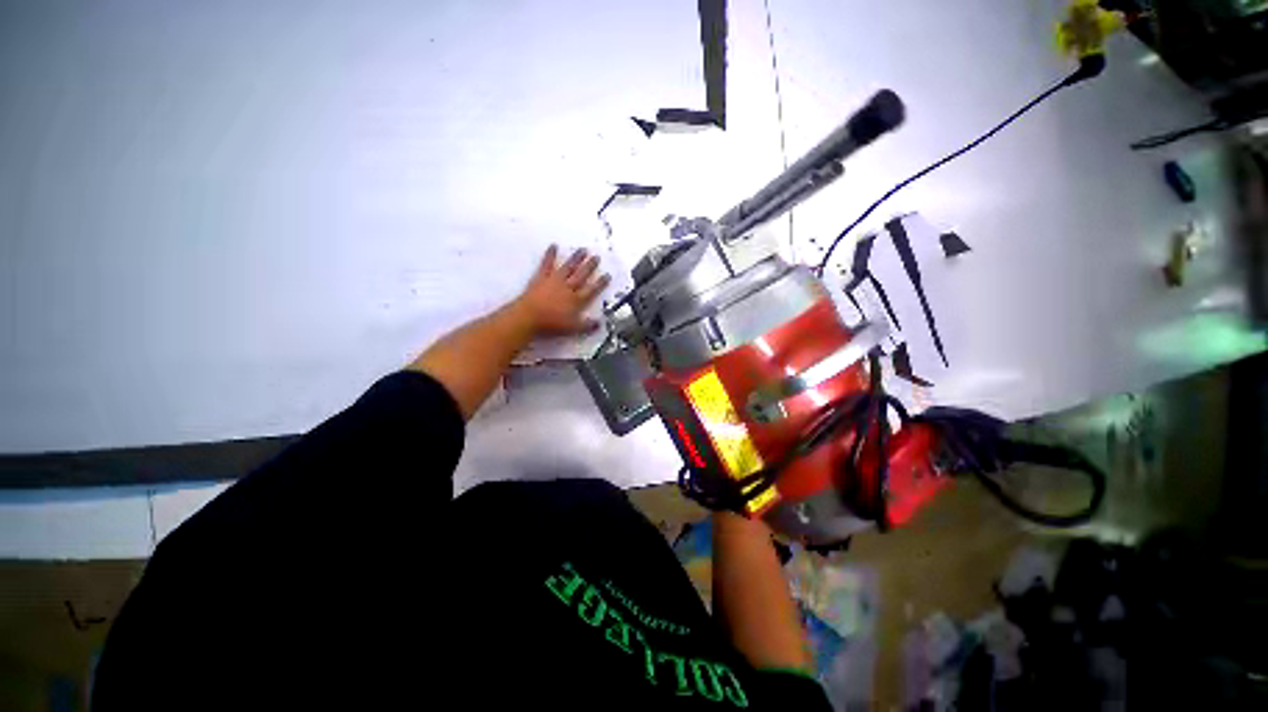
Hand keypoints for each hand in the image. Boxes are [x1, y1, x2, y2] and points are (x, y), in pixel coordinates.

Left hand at [514, 245, 609, 335]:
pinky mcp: (541, 277)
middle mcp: (568, 287)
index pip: (592, 290)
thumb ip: (587, 325)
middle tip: (597, 257)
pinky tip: (553, 246)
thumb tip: (600, 323)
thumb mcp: (573, 328)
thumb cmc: (552, 324)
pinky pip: (547, 264)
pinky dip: (550, 254)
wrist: (529, 317)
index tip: (607, 275)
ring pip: (568, 267)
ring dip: (576, 258)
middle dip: (590, 266)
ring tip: (583, 250)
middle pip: (581, 275)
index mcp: (576, 300)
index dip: (600, 283)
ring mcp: (555, 281)